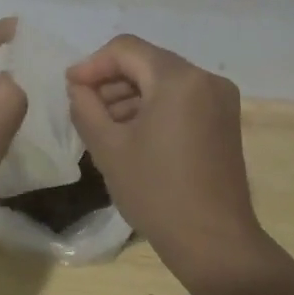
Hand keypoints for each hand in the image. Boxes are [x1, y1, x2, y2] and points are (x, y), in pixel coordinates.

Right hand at [66, 34, 262, 279]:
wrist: (215, 245)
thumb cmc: (157, 193)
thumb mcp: (107, 147)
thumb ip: (85, 106)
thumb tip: (79, 87)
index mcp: (178, 78)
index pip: (125, 50)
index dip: (92, 64)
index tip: (70, 87)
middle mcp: (205, 78)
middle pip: (146, 62)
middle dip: (111, 80)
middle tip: (84, 106)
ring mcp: (220, 99)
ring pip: (163, 80)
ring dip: (130, 94)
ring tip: (103, 123)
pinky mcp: (224, 120)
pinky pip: (180, 97)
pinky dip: (153, 106)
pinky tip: (132, 132)